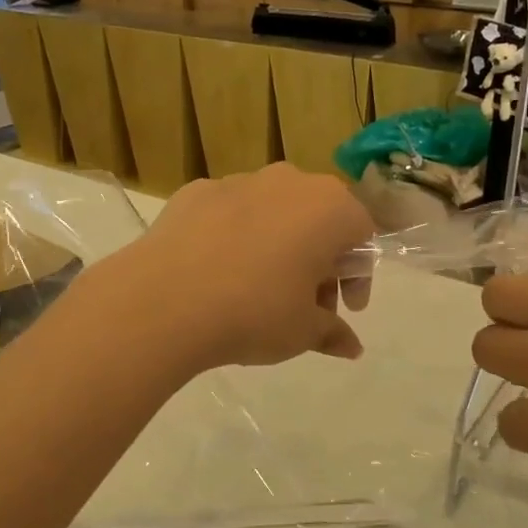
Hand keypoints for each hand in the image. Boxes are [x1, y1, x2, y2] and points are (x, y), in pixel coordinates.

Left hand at [91, 164, 374, 373]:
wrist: (165, 300)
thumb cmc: (254, 312)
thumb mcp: (303, 332)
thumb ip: (333, 332)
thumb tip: (351, 347)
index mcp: (329, 208)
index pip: (362, 234)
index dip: (357, 276)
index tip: (343, 308)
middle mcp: (289, 181)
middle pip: (317, 218)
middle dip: (318, 260)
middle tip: (305, 304)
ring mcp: (239, 181)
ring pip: (273, 211)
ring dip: (277, 245)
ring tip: (256, 289)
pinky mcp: (196, 191)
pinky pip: (229, 213)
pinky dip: (233, 237)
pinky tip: (215, 273)